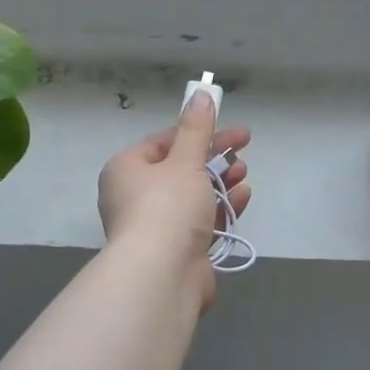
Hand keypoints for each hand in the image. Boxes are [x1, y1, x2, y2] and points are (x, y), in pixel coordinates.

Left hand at [98, 90, 250, 305]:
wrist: (162, 275)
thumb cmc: (167, 207)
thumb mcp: (185, 161)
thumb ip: (197, 129)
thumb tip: (201, 94)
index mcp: (126, 170)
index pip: (163, 142)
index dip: (198, 132)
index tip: (230, 129)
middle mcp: (134, 197)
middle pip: (179, 169)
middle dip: (213, 159)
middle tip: (243, 150)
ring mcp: (155, 227)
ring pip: (192, 197)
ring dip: (220, 183)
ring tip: (244, 174)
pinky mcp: (175, 250)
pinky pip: (200, 222)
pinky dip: (221, 209)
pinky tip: (242, 198)